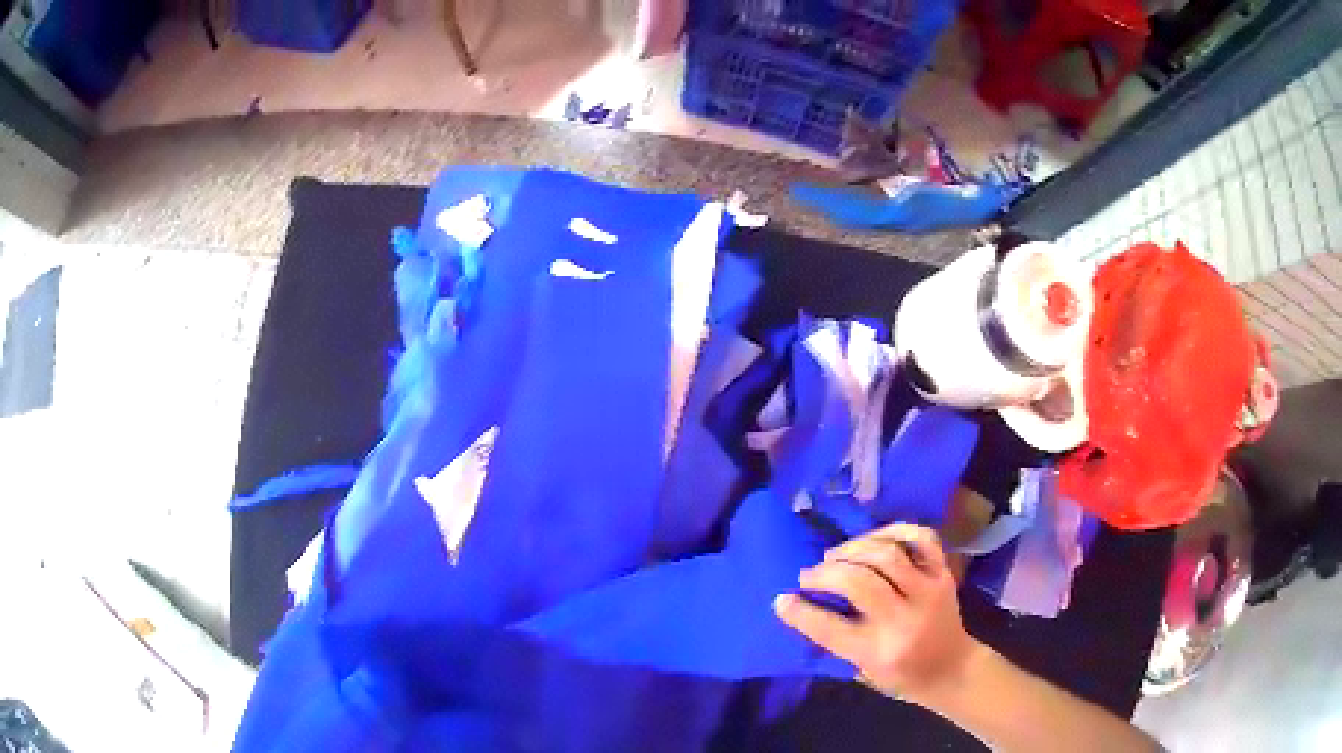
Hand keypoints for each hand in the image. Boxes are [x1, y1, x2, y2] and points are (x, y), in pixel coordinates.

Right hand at [773, 523, 978, 699]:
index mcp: (879, 652)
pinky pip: (920, 538)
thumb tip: (803, 606)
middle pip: (858, 582)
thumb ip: (837, 641)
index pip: (830, 628)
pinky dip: (893, 531)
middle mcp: (904, 619)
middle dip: (825, 573)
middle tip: (809, 575)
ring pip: (886, 555)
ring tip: (835, 556)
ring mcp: (928, 591)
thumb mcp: (863, 671)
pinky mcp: (943, 573)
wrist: (953, 670)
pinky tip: (873, 539)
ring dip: (852, 550)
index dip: (800, 612)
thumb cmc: (902, 677)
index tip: (782, 599)